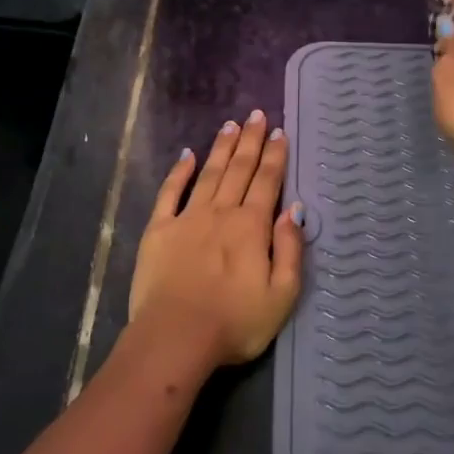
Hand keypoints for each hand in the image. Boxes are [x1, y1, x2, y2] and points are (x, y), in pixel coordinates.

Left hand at [127, 110, 304, 370]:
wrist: (176, 338)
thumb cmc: (235, 322)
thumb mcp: (282, 294)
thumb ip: (290, 249)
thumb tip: (294, 209)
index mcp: (252, 227)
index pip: (267, 182)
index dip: (274, 156)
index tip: (278, 132)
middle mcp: (221, 212)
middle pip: (239, 169)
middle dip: (250, 141)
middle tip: (256, 115)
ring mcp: (187, 218)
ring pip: (209, 174)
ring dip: (221, 148)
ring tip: (230, 125)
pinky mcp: (159, 231)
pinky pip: (170, 193)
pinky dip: (179, 172)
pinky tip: (186, 155)